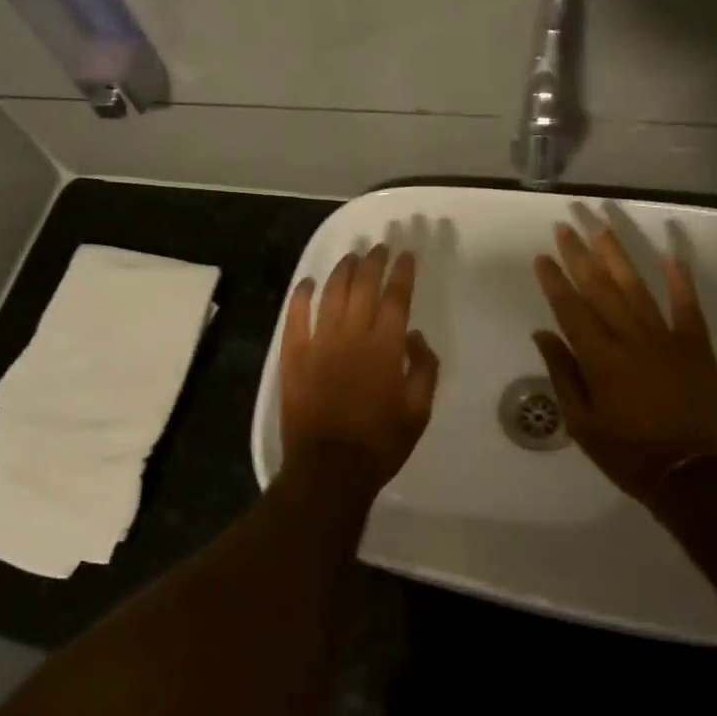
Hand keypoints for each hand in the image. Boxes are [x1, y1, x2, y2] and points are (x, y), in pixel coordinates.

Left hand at [281, 244, 440, 497]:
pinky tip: (307, 282)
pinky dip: (301, 295)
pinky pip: (295, 316)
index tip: (406, 255)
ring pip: (331, 293)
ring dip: (342, 270)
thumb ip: (423, 368)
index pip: (396, 297)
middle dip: (374, 262)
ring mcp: (318, 342)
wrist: (329, 468)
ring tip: (351, 257)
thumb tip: (414, 336)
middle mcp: (351, 335)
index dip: (402, 272)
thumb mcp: (418, 410)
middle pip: (363, 286)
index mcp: (385, 347)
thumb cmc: (380, 443)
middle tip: (380, 247)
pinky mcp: (293, 355)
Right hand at [532, 222, 716, 504]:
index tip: (542, 256)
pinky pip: (688, 306)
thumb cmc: (628, 453)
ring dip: (619, 255)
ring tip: (602, 227)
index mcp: (600, 358)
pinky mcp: (696, 346)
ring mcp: (668, 339)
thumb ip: (563, 373)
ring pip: (638, 288)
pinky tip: (671, 254)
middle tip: (566, 226)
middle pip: (601, 288)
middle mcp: (631, 339)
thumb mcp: (581, 423)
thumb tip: (543, 332)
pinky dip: (680, 279)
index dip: (555, 280)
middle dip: (580, 255)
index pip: (571, 308)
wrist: (694, 475)